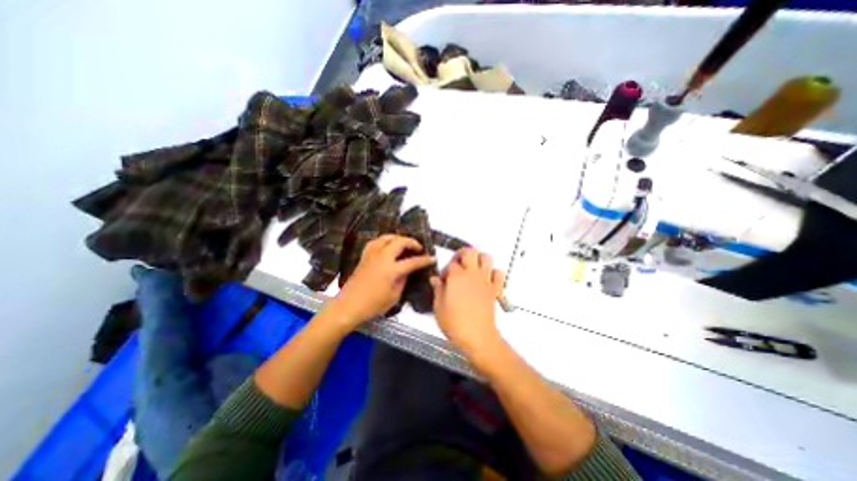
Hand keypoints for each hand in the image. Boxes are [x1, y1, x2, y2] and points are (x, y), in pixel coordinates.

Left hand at [326, 234, 435, 332]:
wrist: (349, 305)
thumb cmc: (373, 305)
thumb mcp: (394, 296)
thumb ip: (403, 280)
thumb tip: (407, 271)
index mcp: (391, 270)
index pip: (412, 261)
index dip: (424, 260)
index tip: (433, 258)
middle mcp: (382, 258)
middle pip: (399, 242)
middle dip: (412, 242)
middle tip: (418, 248)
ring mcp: (372, 255)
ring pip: (387, 238)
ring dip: (398, 238)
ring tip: (404, 243)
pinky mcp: (365, 256)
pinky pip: (376, 242)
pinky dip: (384, 240)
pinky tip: (387, 245)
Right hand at [432, 250, 502, 357]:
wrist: (477, 337)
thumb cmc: (454, 323)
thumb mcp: (438, 307)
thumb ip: (437, 289)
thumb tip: (435, 279)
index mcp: (456, 276)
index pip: (451, 263)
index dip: (446, 270)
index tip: (443, 280)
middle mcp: (472, 273)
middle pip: (470, 251)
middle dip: (462, 254)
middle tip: (458, 265)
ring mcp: (485, 280)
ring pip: (486, 257)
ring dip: (479, 259)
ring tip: (472, 269)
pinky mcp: (495, 289)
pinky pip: (499, 273)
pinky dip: (494, 272)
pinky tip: (487, 279)